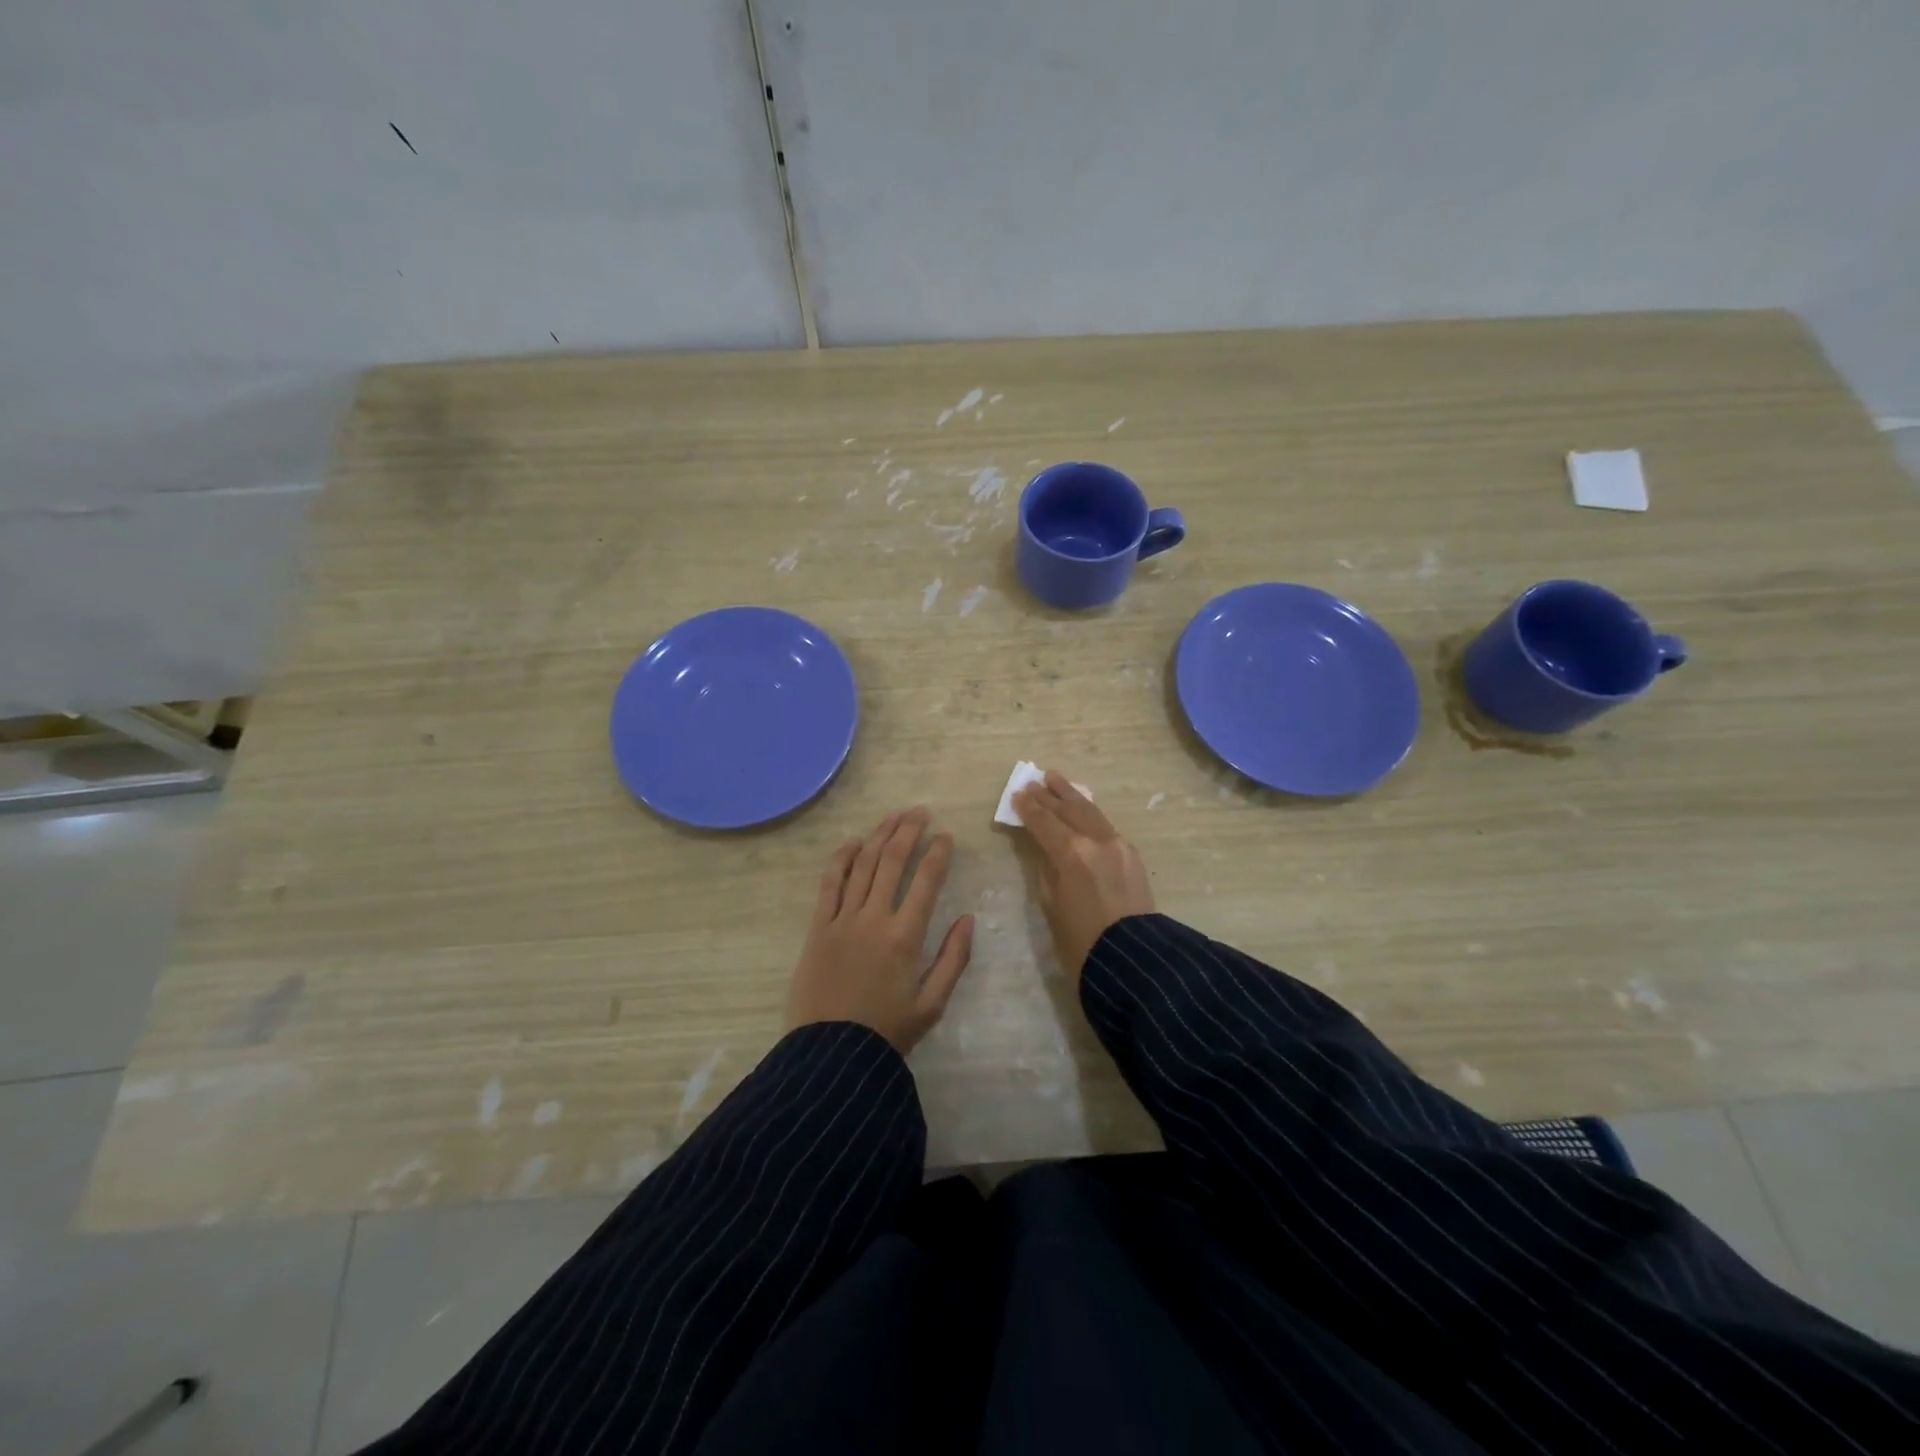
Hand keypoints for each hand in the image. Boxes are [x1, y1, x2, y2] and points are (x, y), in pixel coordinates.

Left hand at [786, 808, 975, 1054]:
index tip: (946, 836)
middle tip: (920, 813)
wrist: (830, 1055)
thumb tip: (969, 918)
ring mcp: (842, 919)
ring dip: (879, 836)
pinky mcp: (818, 927)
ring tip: (893, 817)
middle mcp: (874, 918)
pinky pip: (829, 884)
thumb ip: (954, 958)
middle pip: (892, 861)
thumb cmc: (887, 1032)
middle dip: (908, 831)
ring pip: (862, 864)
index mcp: (906, 935)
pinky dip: (841, 859)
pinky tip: (853, 842)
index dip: (938, 852)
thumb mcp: (932, 1003)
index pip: (926, 880)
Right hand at [1015, 770, 1154, 981]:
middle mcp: (1096, 840)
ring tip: (1056, 779)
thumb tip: (1045, 849)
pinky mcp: (1132, 854)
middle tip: (1033, 782)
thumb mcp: (1051, 904)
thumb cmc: (1080, 941)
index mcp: (1071, 853)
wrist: (1132, 960)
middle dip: (1048, 796)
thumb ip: (1046, 868)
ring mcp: (1118, 844)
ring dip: (1071, 795)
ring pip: (1090, 811)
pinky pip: (1105, 824)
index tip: (1017, 795)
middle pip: (1068, 810)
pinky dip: (1089, 813)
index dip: (1028, 809)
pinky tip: (1082, 808)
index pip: (1044, 822)